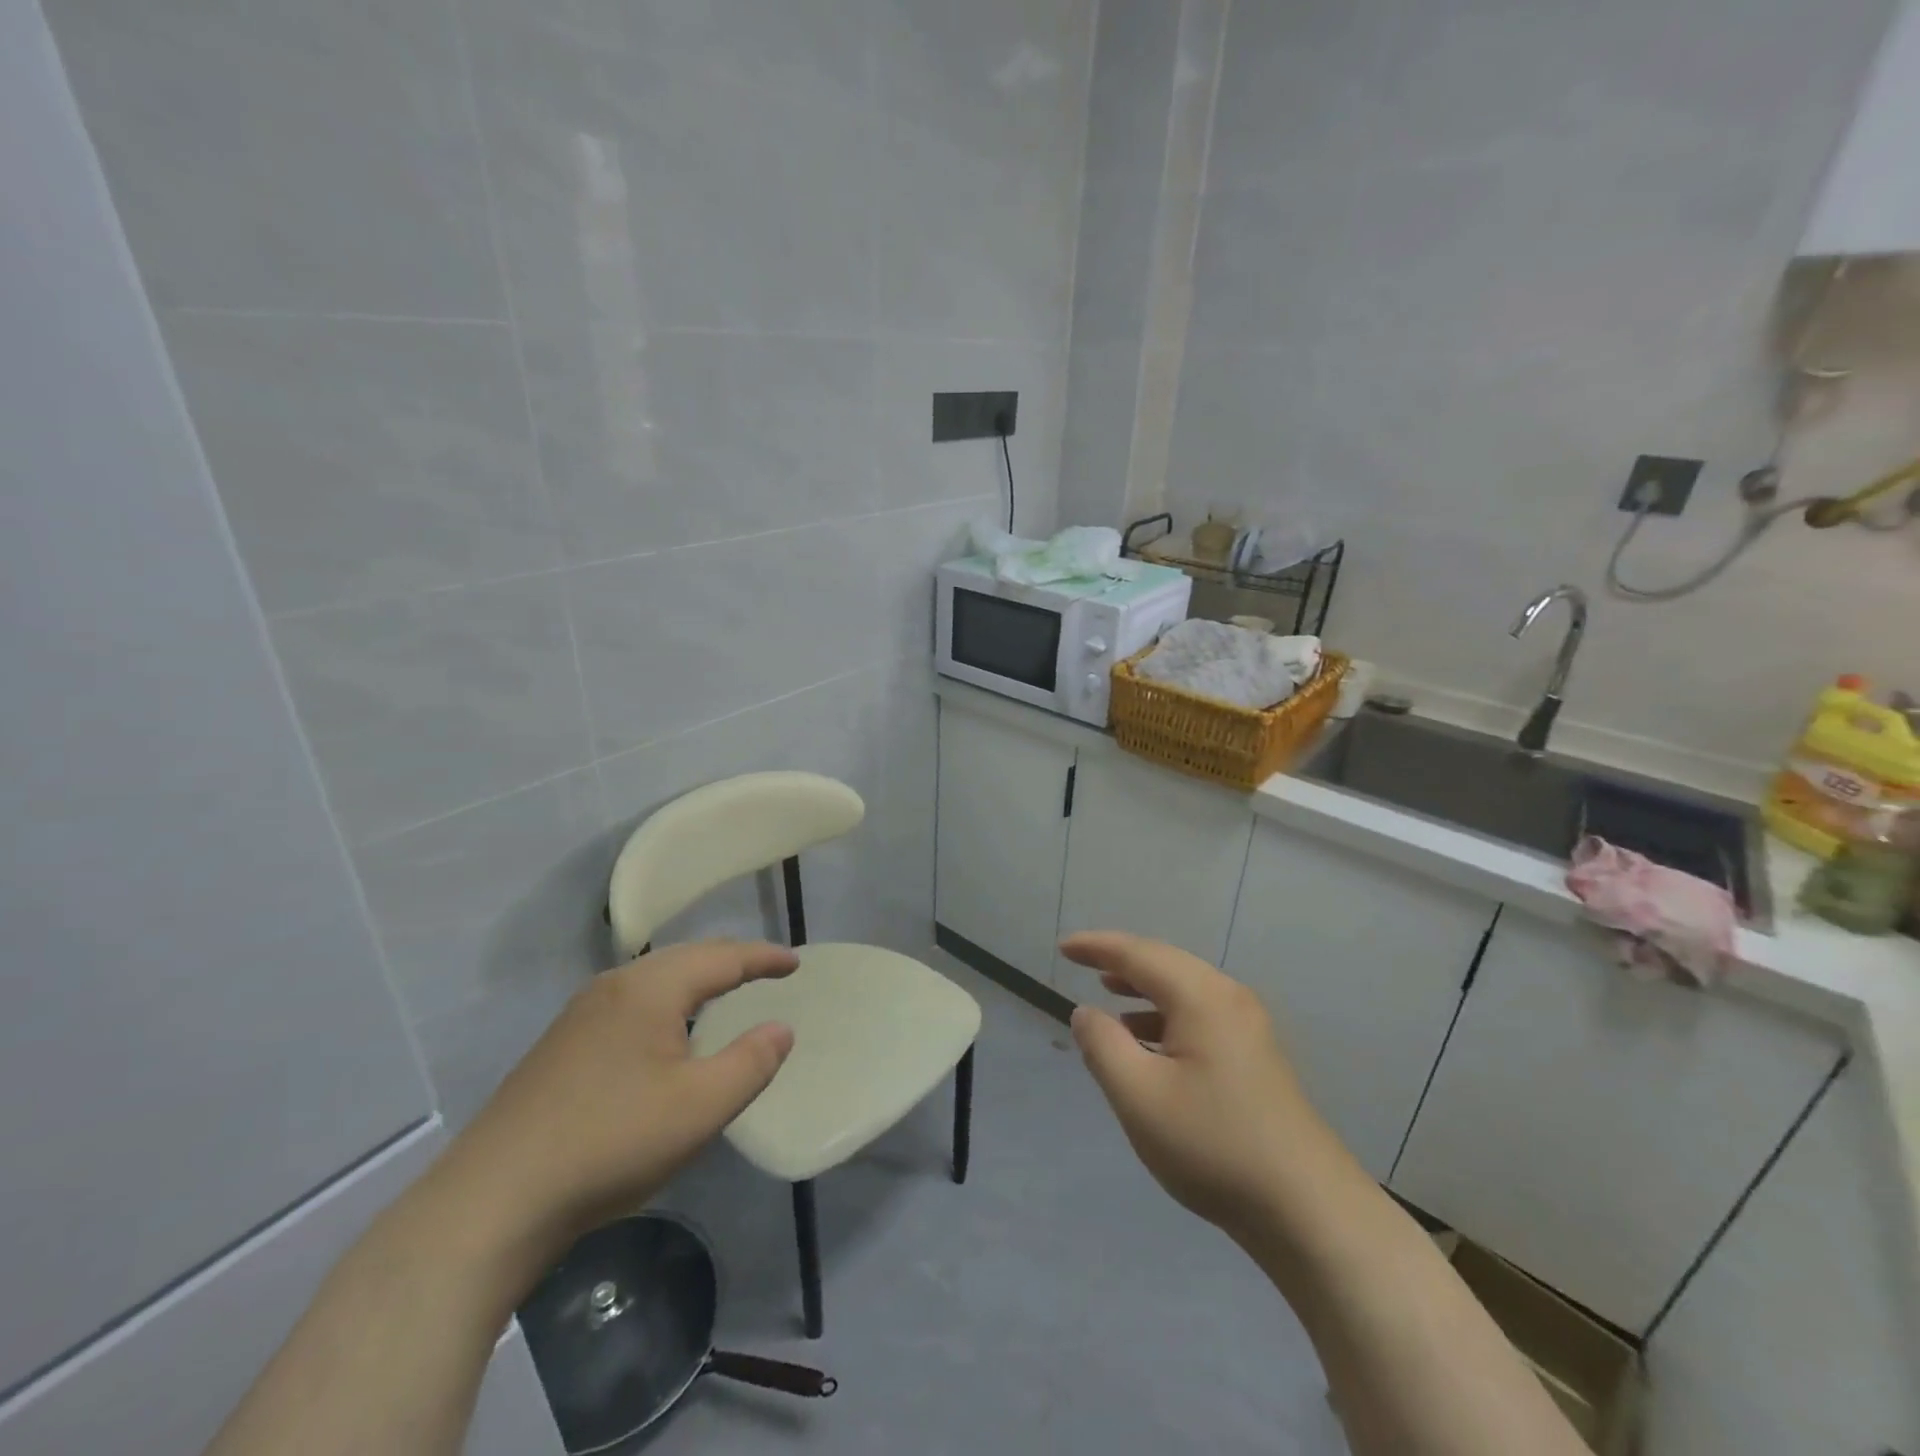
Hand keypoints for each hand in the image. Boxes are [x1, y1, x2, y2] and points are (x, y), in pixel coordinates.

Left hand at [433, 940, 797, 1253]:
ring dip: (696, 979)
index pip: (721, 957)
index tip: (795, 962)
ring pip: (654, 979)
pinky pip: (631, 1002)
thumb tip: (781, 1028)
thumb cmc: (610, 1143)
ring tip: (723, 992)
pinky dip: (667, 1001)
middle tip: (765, 970)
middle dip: (730, 960)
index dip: (762, 958)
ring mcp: (580, 1014)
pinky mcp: (561, 1045)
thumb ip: (750, 1062)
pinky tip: (666, 1032)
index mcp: (651, 988)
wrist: (491, 1202)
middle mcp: (614, 986)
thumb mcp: (699, 1107)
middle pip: (686, 957)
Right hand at [1063, 932, 1333, 1241]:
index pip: (1138, 954)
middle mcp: (1229, 998)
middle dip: (1121, 961)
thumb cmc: (1213, 1144)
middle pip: (1165, 964)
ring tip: (1108, 994)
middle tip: (1082, 963)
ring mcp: (1249, 1028)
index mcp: (1201, 996)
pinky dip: (1166, 1016)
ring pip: (1185, 990)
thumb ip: (1102, 1046)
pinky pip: (1200, 1015)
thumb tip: (1085, 1012)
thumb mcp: (1139, 1096)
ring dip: (1144, 989)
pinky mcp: (1257, 1057)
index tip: (1064, 946)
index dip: (1097, 946)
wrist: (1308, 1210)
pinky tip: (1149, 1044)